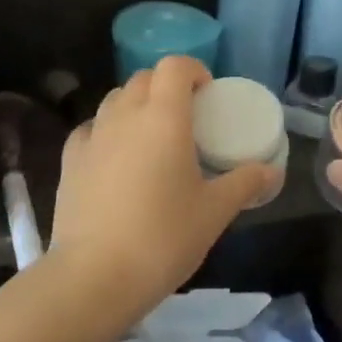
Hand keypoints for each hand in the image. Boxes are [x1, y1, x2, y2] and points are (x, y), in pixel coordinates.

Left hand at [50, 55, 275, 317]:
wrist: (96, 275)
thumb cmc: (164, 237)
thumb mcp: (215, 212)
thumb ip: (244, 183)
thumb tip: (272, 171)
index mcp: (163, 118)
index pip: (174, 66)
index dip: (193, 70)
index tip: (207, 93)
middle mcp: (124, 116)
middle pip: (143, 79)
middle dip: (166, 86)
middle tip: (186, 117)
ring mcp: (91, 137)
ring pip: (114, 100)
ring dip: (136, 105)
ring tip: (152, 137)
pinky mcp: (69, 161)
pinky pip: (91, 129)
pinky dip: (107, 131)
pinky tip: (116, 158)